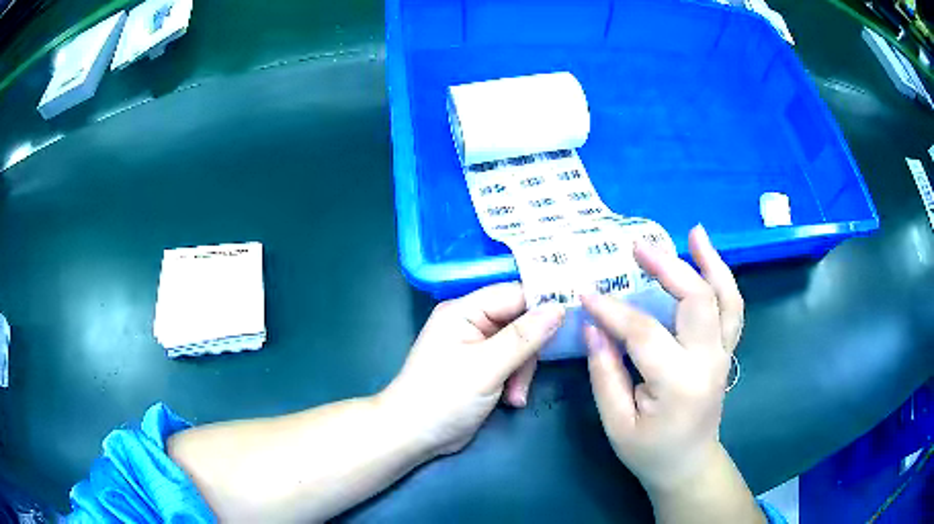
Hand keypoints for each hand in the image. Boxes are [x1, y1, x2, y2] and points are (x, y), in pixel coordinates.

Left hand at [379, 283, 564, 456]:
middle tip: (526, 377)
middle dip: (529, 351)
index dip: (543, 304)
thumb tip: (559, 307)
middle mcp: (471, 322)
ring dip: (523, 371)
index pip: (514, 294)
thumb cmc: (444, 397)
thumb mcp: (486, 367)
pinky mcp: (482, 367)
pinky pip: (511, 363)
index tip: (571, 319)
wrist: (414, 436)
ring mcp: (476, 346)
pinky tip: (511, 400)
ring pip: (520, 345)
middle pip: (520, 321)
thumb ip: (524, 337)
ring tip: (515, 396)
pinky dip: (515, 381)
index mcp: (464, 310)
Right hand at [582, 225, 743, 491]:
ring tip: (694, 233)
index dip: (613, 309)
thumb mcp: (616, 423)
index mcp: (678, 384)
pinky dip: (723, 279)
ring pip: (726, 297)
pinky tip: (709, 259)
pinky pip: (733, 308)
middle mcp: (709, 361)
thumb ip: (605, 372)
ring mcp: (724, 354)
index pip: (644, 332)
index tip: (586, 292)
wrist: (689, 464)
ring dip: (710, 262)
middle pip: (696, 300)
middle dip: (668, 267)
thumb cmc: (649, 451)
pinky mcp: (727, 351)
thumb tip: (594, 326)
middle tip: (637, 246)